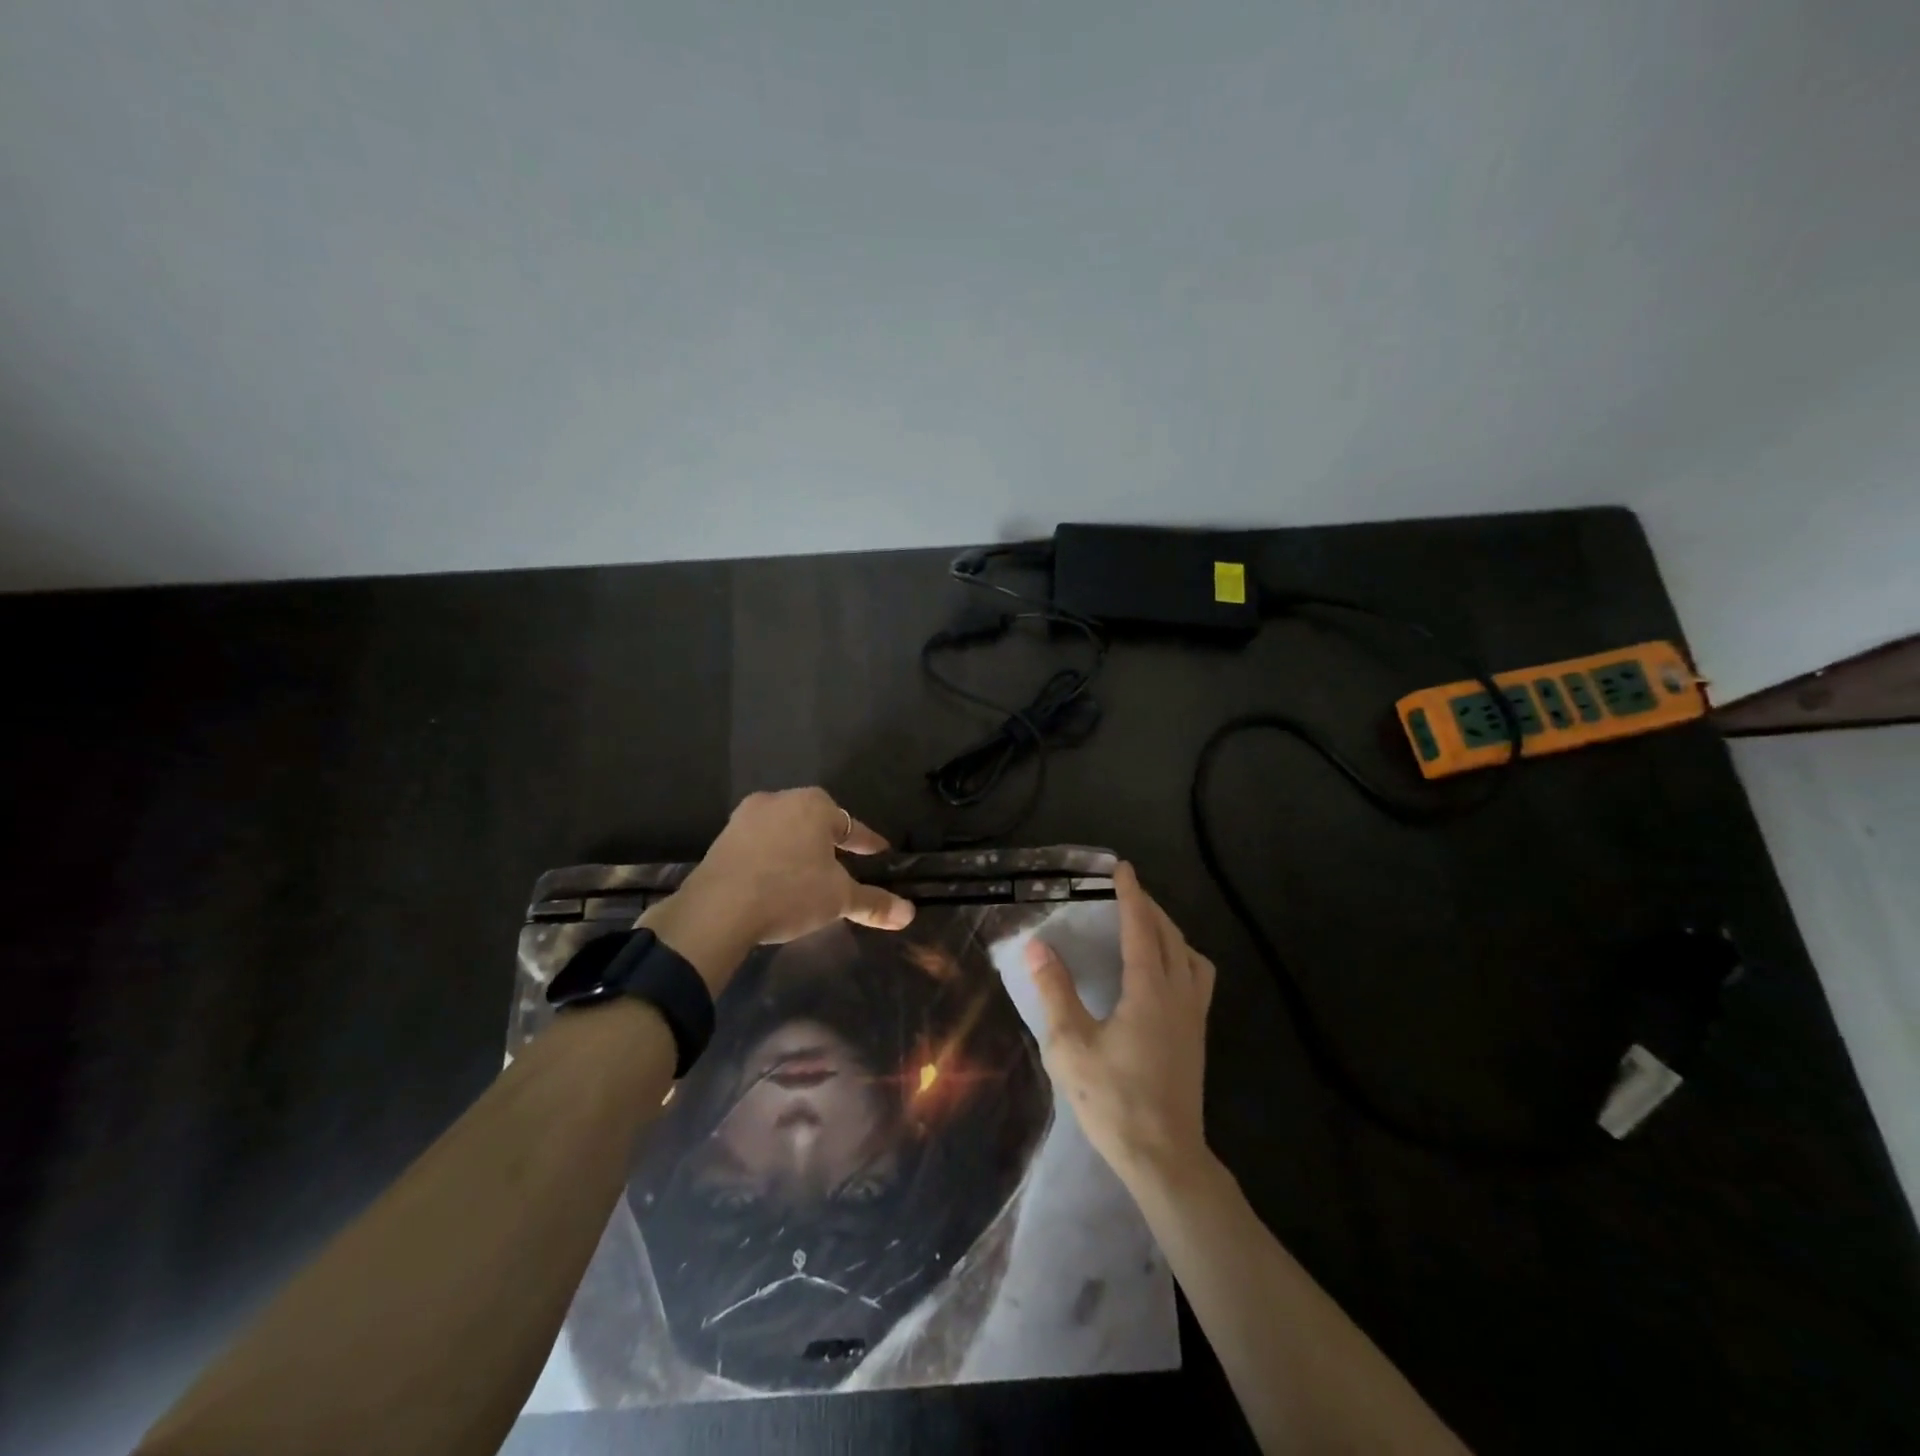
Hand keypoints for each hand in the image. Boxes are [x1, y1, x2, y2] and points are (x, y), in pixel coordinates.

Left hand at [644, 788, 914, 994]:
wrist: (718, 909)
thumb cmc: (789, 892)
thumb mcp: (838, 899)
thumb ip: (874, 903)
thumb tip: (910, 913)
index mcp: (814, 805)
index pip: (851, 825)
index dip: (867, 842)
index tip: (879, 851)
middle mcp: (780, 800)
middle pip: (815, 820)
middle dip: (829, 839)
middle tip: (843, 859)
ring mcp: (746, 817)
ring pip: (784, 828)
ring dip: (798, 846)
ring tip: (808, 869)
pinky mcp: (722, 838)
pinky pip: (759, 843)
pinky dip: (772, 856)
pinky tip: (774, 876)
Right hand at [1026, 862, 1215, 1187]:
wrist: (1165, 1158)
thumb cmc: (1113, 1100)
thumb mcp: (1070, 1046)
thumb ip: (1055, 992)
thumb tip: (1037, 946)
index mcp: (1149, 991)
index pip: (1140, 928)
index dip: (1131, 895)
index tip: (1122, 868)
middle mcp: (1178, 995)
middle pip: (1170, 936)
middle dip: (1150, 907)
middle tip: (1126, 892)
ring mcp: (1194, 1017)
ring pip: (1190, 956)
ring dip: (1170, 932)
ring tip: (1147, 928)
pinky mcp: (1197, 1037)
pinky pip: (1197, 979)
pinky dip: (1181, 958)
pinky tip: (1162, 974)